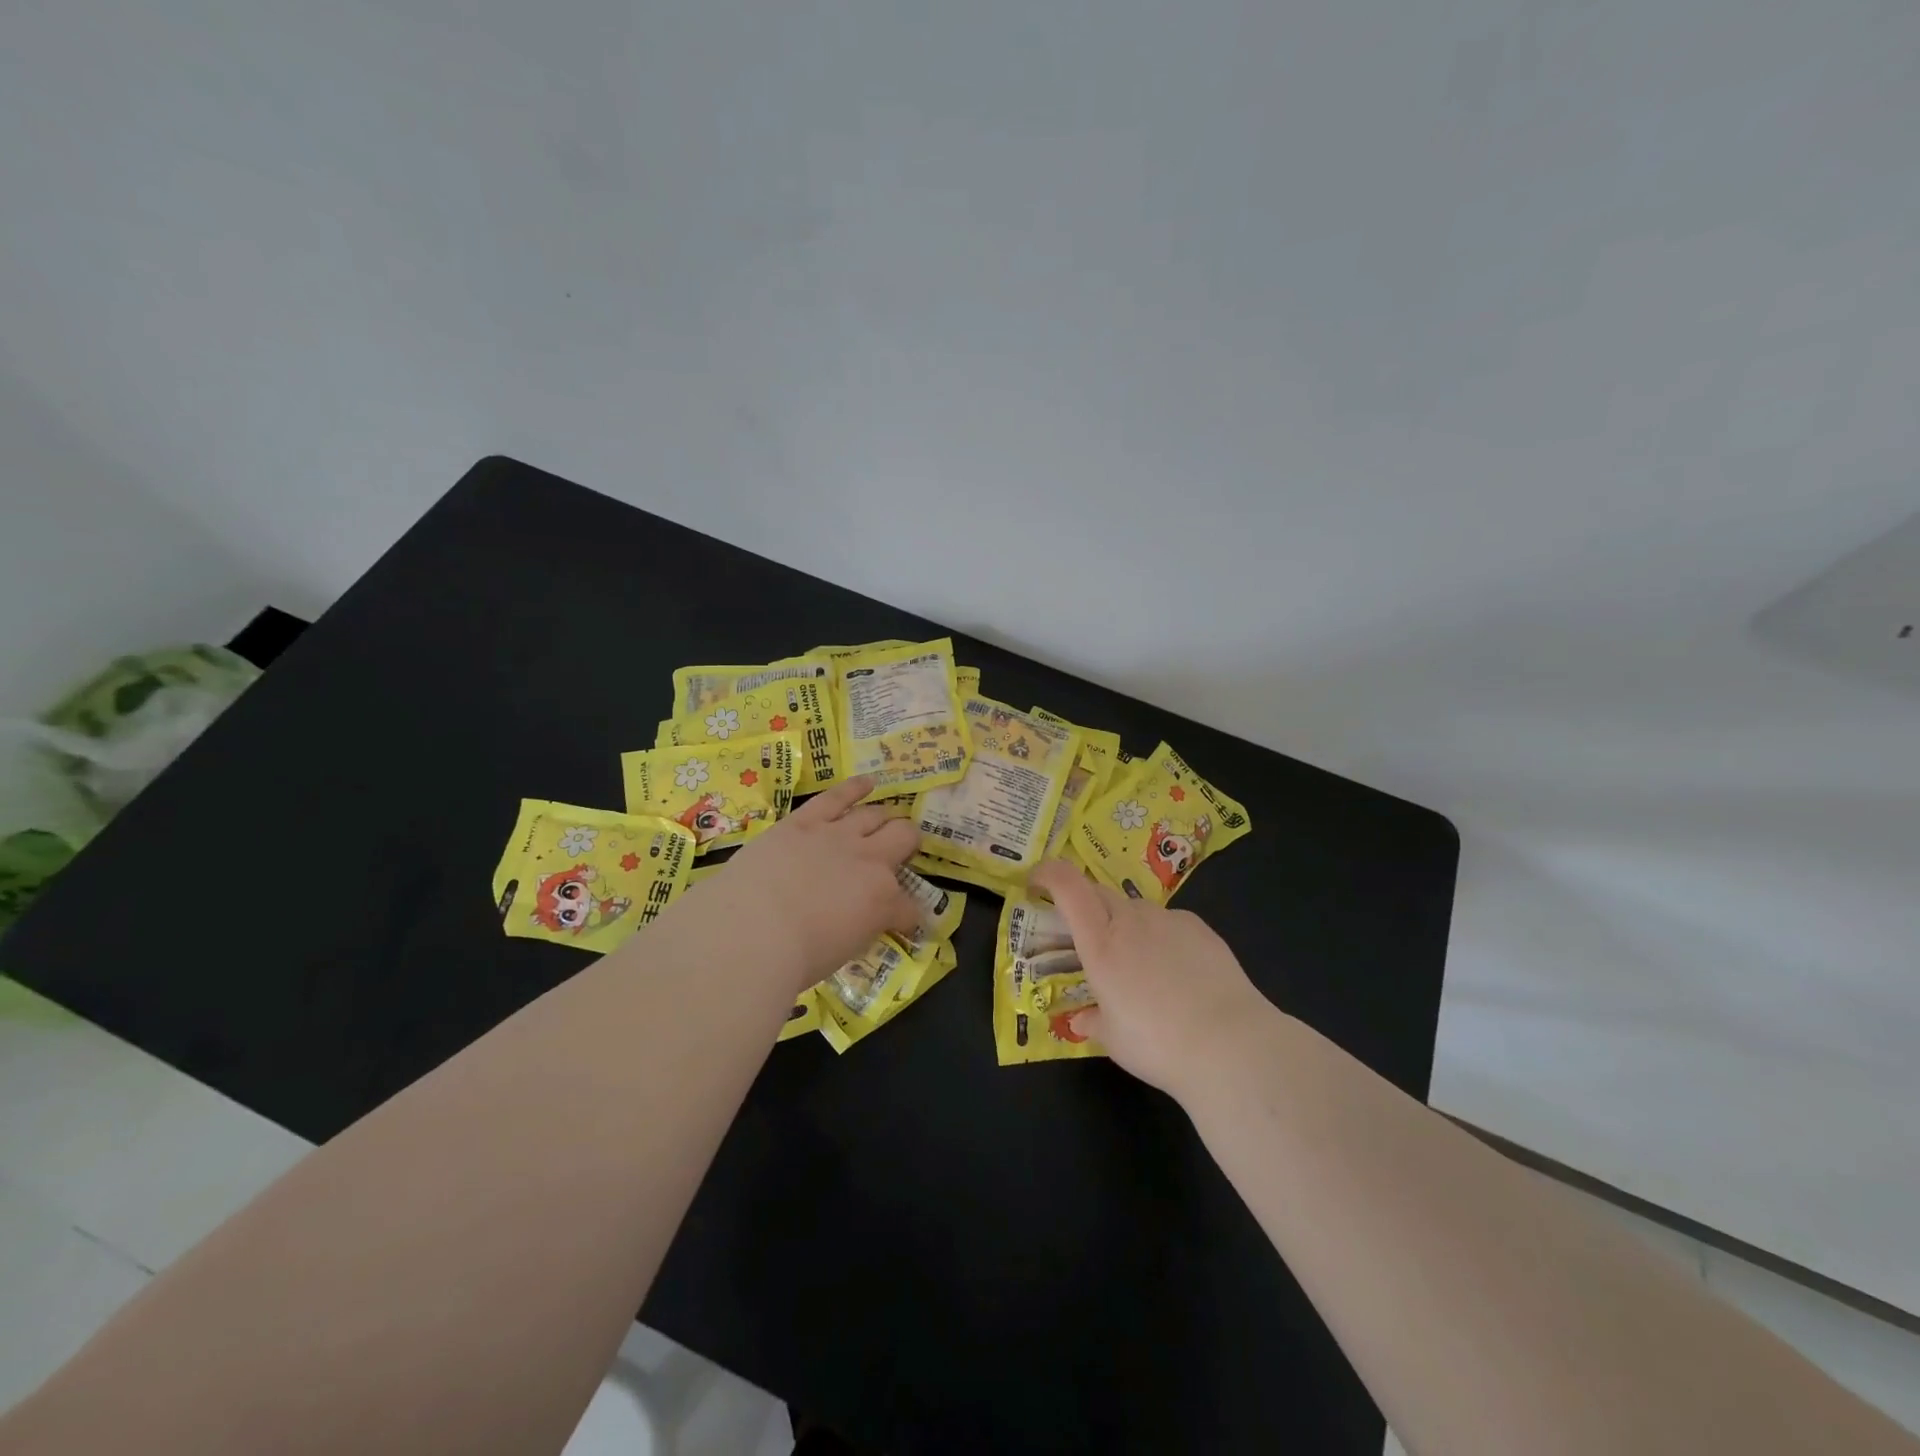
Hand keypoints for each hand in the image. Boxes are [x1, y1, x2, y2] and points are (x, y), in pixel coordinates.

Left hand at [692, 775, 920, 992]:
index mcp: (882, 901)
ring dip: (884, 817)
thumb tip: (859, 924)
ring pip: (874, 814)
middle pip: (904, 837)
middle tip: (900, 852)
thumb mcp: (842, 953)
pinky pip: (837, 796)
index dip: (907, 916)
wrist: (751, 930)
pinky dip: (855, 787)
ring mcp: (837, 836)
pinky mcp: (805, 821)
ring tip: (885, 819)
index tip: (902, 922)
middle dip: (908, 844)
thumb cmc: (794, 957)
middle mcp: (869, 860)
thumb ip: (858, 930)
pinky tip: (867, 782)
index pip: (907, 907)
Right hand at [1029, 860, 1276, 1099]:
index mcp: (1100, 943)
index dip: (1047, 873)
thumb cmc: (1157, 1044)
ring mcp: (1168, 920)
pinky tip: (1176, 972)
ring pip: (1134, 909)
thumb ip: (1093, 1020)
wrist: (1231, 1044)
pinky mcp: (1199, 928)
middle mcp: (1131, 920)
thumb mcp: (1113, 1039)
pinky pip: (1168, 922)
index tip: (1036, 883)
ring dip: (1124, 925)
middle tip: (1086, 937)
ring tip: (1138, 966)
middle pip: (1098, 892)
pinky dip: (1159, 937)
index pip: (1067, 885)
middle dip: (1083, 905)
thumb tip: (1082, 1018)